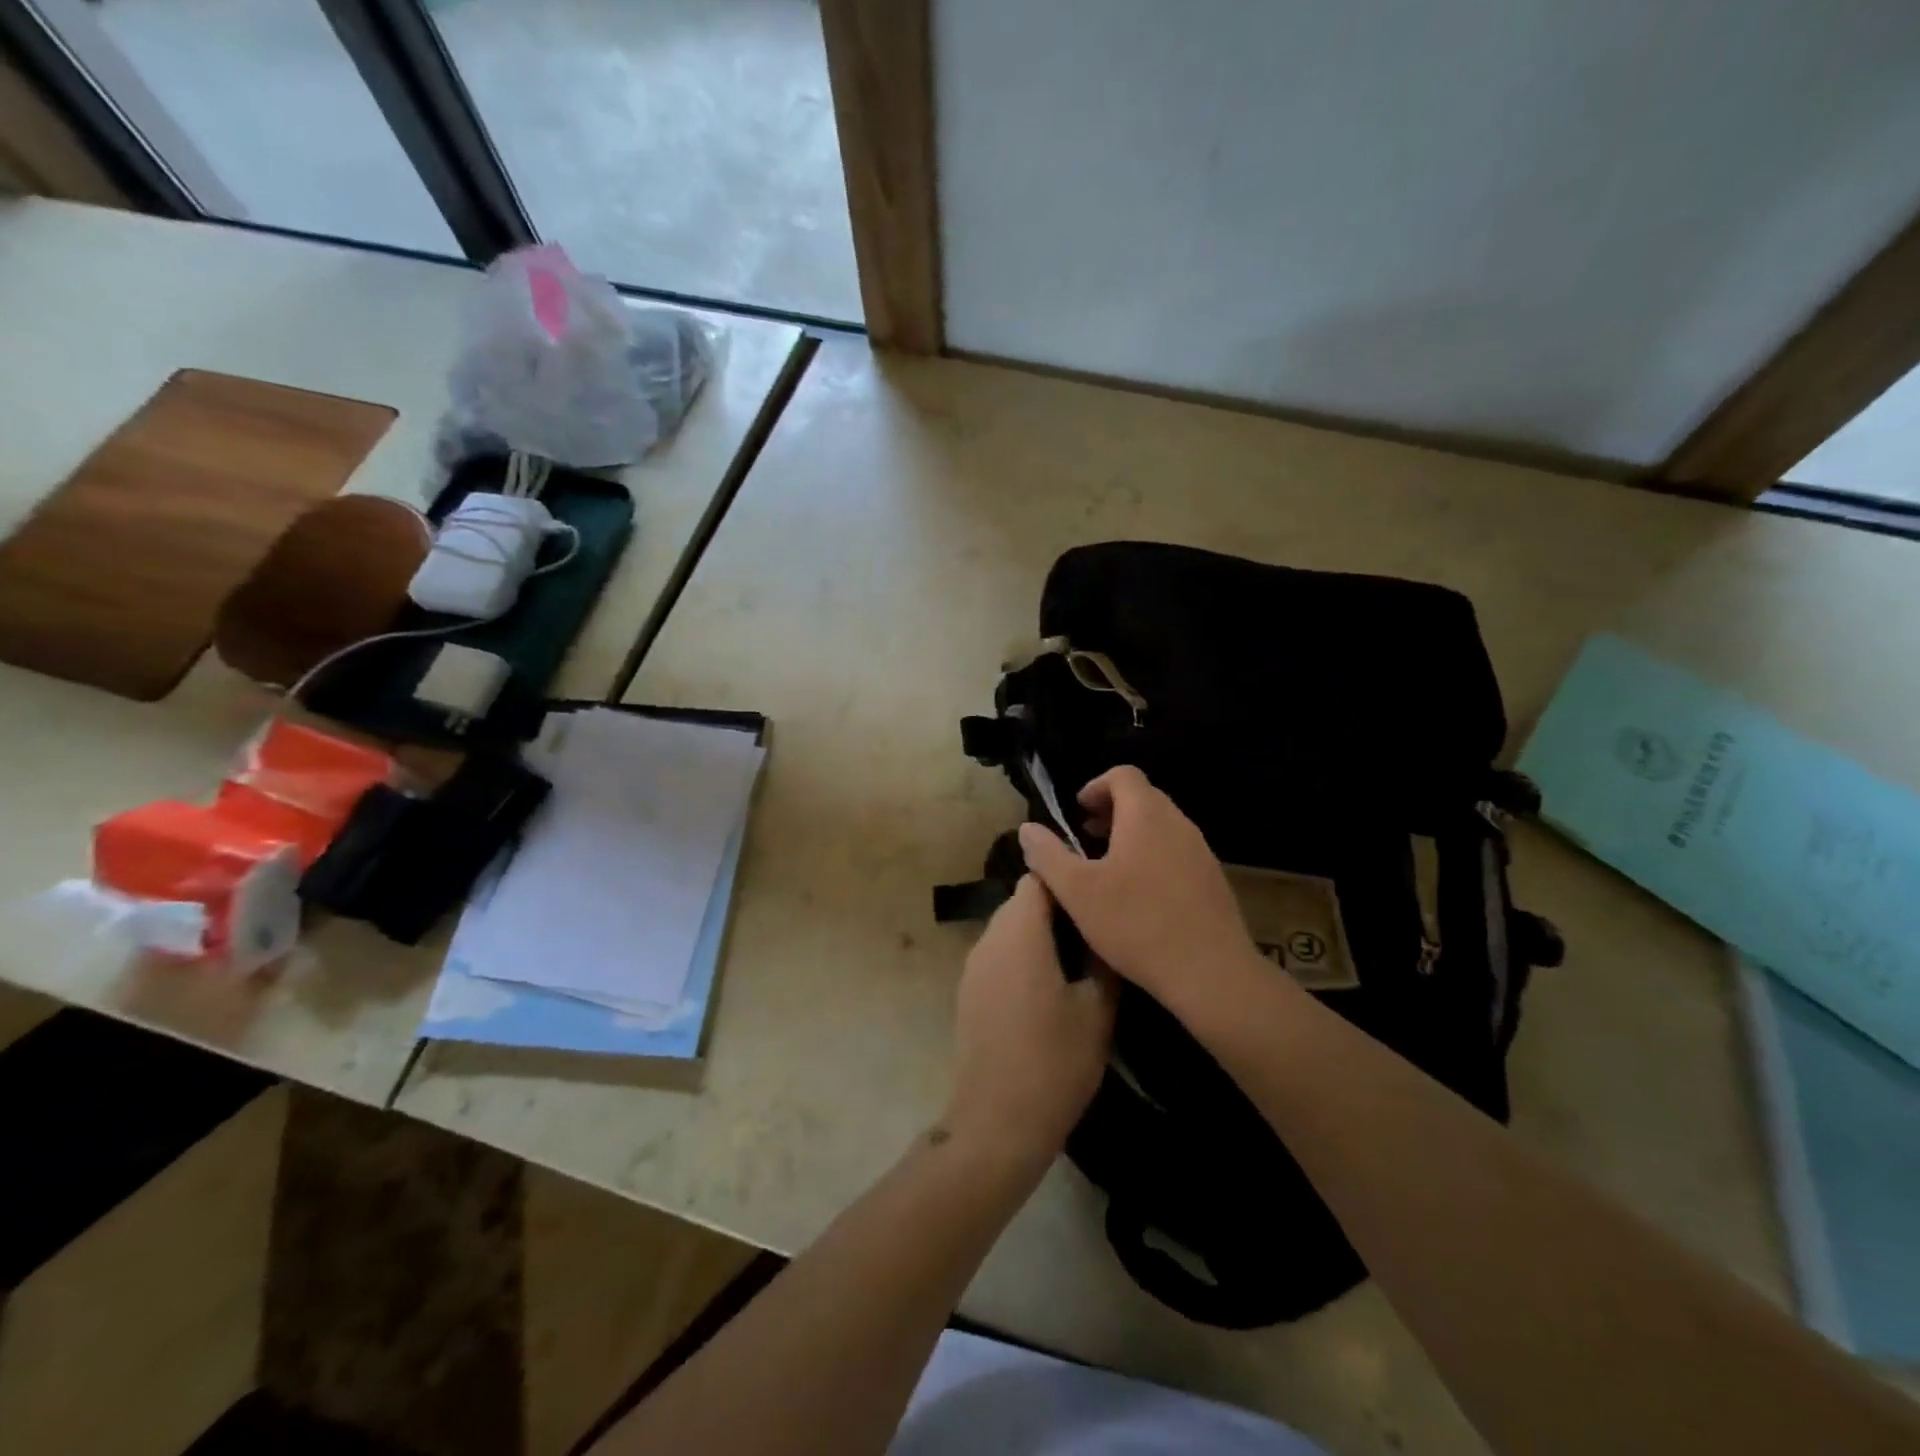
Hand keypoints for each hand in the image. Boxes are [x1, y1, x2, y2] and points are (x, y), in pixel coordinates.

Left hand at [947, 875, 1114, 1166]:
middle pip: (1020, 902)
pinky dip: (1020, 957)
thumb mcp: (1097, 1010)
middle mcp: (989, 939)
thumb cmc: (1055, 1061)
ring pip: (1008, 928)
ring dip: (1037, 934)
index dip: (1066, 881)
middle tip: (1092, 932)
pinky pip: (997, 954)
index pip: (1037, 879)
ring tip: (1074, 960)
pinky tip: (1045, 989)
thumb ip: (1101, 957)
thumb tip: (1102, 928)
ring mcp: (972, 965)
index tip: (1095, 897)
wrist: (997, 1121)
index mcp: (1020, 933)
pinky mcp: (967, 990)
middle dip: (1054, 909)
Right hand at [1018, 765, 1258, 1011]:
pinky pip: (1176, 851)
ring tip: (1108, 869)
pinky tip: (1139, 897)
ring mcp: (1200, 851)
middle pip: (1143, 798)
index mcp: (1146, 815)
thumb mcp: (1077, 891)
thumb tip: (1027, 829)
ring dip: (1131, 835)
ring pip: (1161, 826)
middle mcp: (1178, 823)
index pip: (1123, 774)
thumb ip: (1048, 855)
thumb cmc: (1137, 924)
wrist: (1211, 973)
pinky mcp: (1212, 879)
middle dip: (1111, 811)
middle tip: (1086, 839)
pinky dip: (1152, 856)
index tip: (1077, 814)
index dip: (1095, 786)